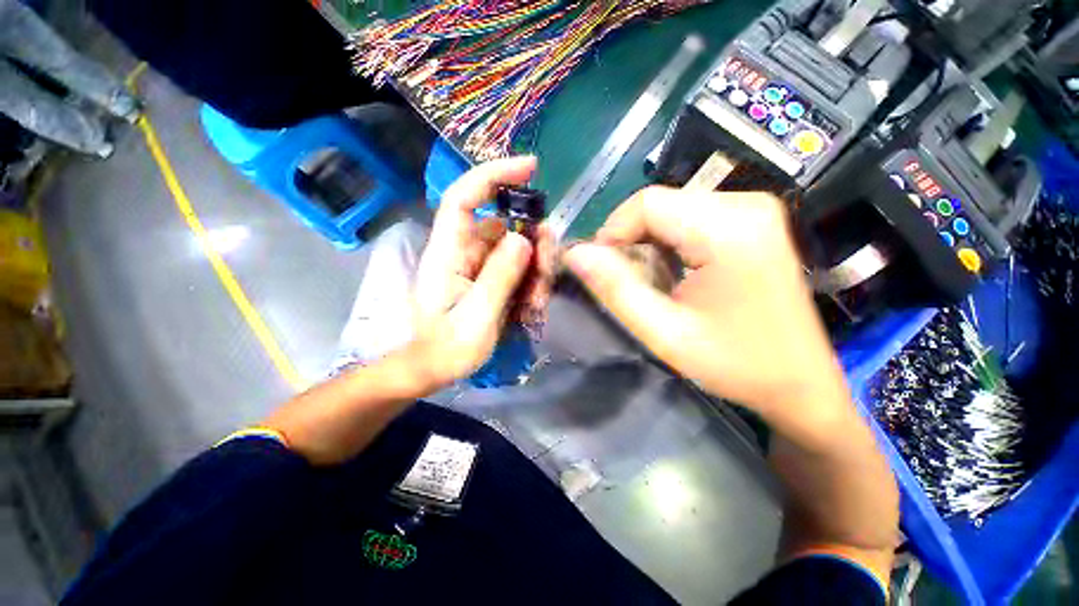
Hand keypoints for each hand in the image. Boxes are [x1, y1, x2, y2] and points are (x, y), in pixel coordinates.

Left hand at [409, 157, 537, 388]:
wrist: (433, 369)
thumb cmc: (447, 349)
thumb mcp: (477, 318)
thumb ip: (499, 277)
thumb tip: (524, 239)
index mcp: (449, 253)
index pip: (464, 198)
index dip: (494, 175)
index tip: (531, 167)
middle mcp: (464, 251)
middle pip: (505, 226)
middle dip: (533, 245)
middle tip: (545, 276)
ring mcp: (479, 265)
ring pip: (518, 248)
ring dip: (536, 270)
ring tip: (536, 303)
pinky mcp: (490, 278)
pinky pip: (518, 268)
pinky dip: (531, 283)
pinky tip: (531, 307)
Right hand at [563, 187, 849, 418]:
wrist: (800, 384)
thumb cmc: (736, 365)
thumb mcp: (664, 333)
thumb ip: (614, 289)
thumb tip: (574, 254)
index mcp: (730, 228)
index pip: (646, 203)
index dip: (613, 232)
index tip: (603, 271)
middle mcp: (746, 204)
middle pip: (659, 203)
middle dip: (629, 240)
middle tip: (626, 282)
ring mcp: (754, 209)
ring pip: (670, 210)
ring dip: (647, 244)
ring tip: (651, 283)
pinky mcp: (752, 221)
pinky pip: (689, 218)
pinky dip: (668, 243)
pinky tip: (673, 274)